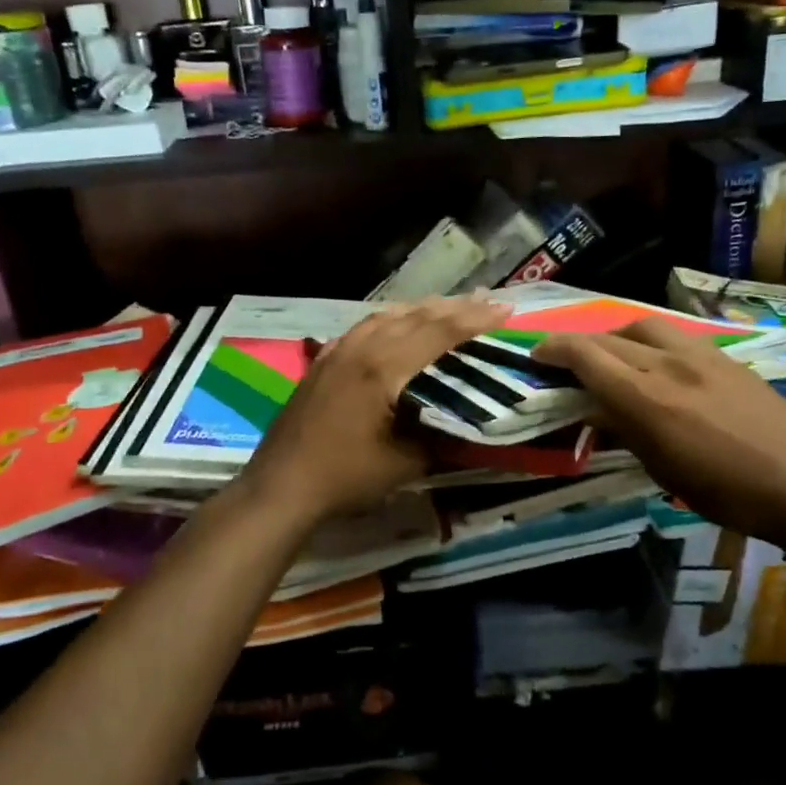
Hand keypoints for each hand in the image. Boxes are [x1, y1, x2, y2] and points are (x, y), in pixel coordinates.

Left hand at [240, 296, 509, 524]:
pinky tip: (395, 321)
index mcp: (384, 368)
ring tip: (449, 305)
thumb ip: (440, 439)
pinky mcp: (323, 360)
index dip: (474, 320)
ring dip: (422, 308)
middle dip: (455, 307)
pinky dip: (390, 318)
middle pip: (416, 316)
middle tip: (487, 300)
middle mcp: (362, 348)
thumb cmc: (345, 476)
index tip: (505, 309)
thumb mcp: (404, 464)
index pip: (438, 332)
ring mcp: (338, 351)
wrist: (281, 485)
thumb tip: (469, 426)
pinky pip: (364, 326)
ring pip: (387, 315)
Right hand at [536, 320, 785, 556]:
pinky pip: (675, 335)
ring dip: (616, 336)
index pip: (585, 354)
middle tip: (563, 359)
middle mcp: (667, 362)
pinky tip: (658, 363)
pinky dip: (650, 341)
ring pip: (643, 325)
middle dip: (578, 343)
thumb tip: (596, 409)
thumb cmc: (728, 492)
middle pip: (609, 336)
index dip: (553, 349)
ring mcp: (700, 354)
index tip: (535, 356)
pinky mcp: (725, 356)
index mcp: (645, 396)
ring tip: (612, 357)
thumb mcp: (664, 470)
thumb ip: (625, 429)